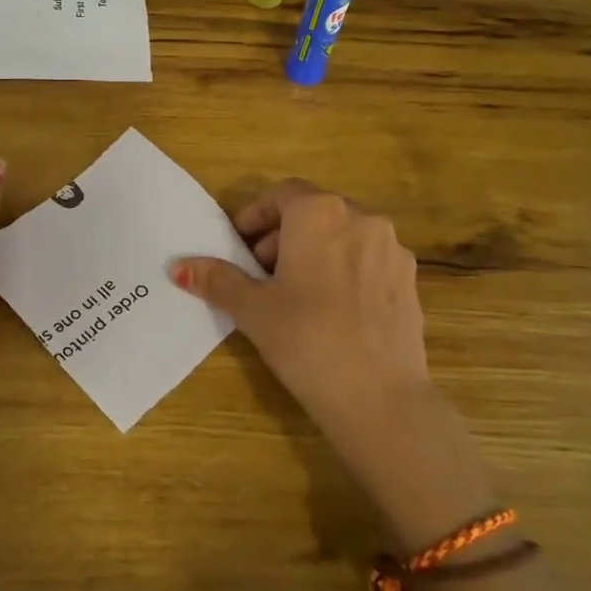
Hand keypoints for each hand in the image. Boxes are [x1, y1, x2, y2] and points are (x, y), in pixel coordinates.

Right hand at [170, 180, 494, 544]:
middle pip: (314, 212)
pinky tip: (332, 312)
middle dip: (282, 236)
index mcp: (320, 214)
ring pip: (344, 235)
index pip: (282, 194)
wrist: (379, 396)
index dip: (256, 216)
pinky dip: (345, 270)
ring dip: (315, 252)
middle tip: (261, 274)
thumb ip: (218, 279)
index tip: (239, 246)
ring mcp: (392, 249)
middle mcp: (362, 219)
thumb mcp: (253, 309)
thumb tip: (179, 267)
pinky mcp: (410, 280)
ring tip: (295, 294)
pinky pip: (368, 261)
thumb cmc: (306, 339)